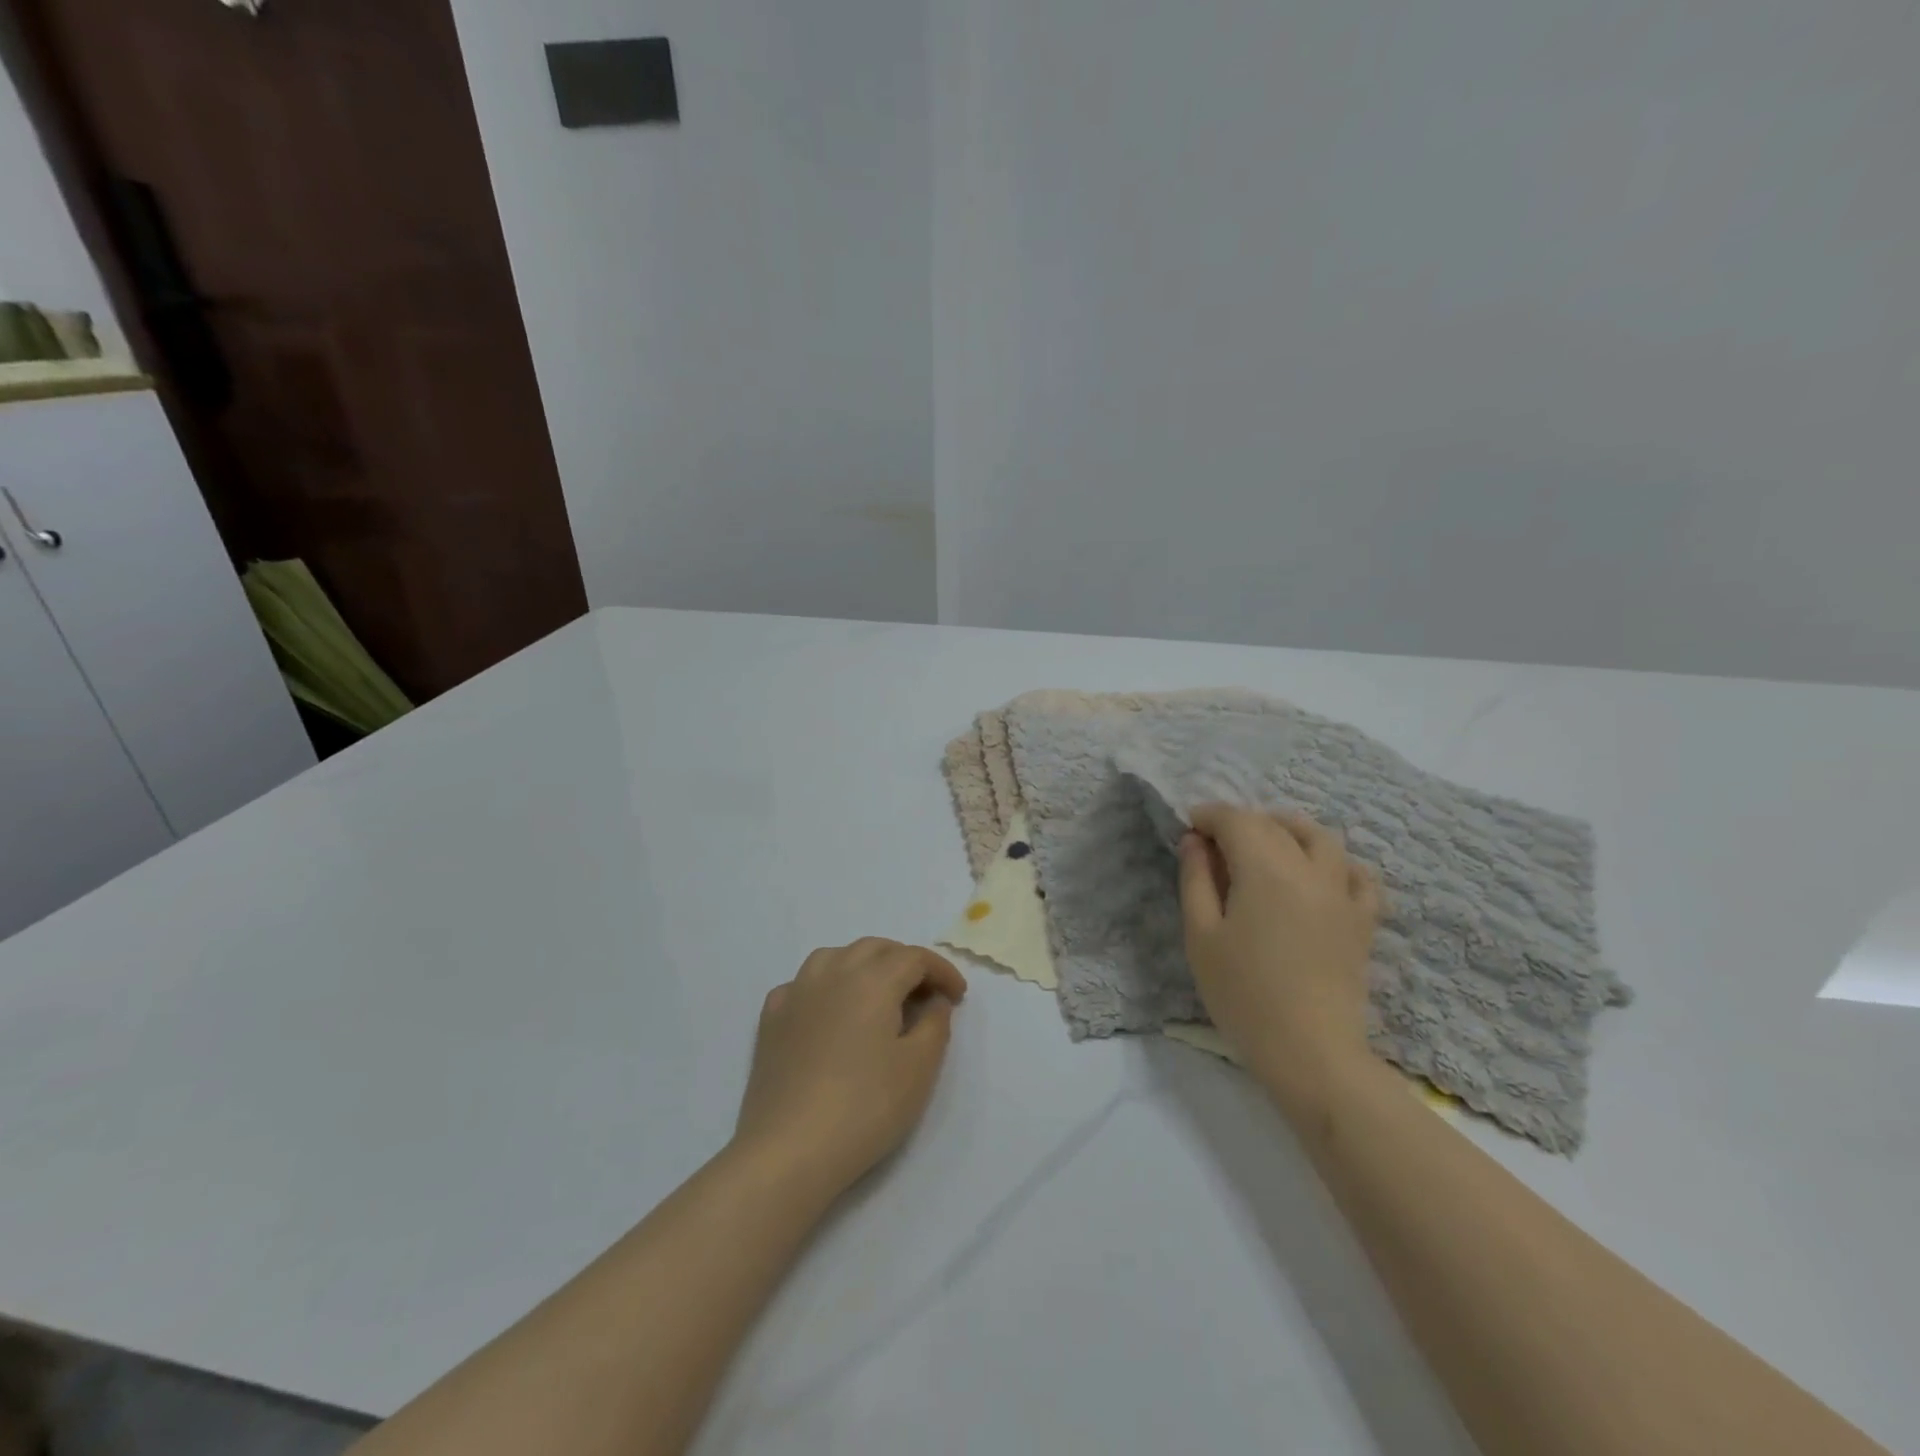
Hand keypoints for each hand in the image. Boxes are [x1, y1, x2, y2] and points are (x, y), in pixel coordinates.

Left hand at [733, 939, 967, 1201]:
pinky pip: (803, 984)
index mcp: (873, 979)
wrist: (789, 1149)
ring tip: (878, 994)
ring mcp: (797, 992)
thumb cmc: (865, 1107)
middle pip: (875, 948)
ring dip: (863, 965)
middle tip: (924, 994)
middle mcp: (834, 972)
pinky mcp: (772, 1018)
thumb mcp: (919, 1068)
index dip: (942, 971)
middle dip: (905, 961)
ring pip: (835, 956)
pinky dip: (825, 986)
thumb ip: (935, 1024)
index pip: (915, 958)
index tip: (958, 997)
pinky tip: (829, 1012)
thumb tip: (935, 1000)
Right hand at [1177, 806, 1379, 1113]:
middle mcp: (1310, 870)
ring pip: (1321, 839)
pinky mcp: (1362, 921)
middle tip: (1214, 844)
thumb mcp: (1201, 936)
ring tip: (1266, 844)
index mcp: (1266, 870)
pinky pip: (1358, 875)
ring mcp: (1342, 894)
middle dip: (1241, 823)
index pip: (1237, 820)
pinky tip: (1319, 874)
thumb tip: (1195, 841)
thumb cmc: (1243, 994)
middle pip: (1275, 825)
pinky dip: (1336, 863)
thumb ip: (1196, 879)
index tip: (1189, 827)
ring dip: (1289, 830)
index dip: (1210, 815)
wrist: (1310, 1052)